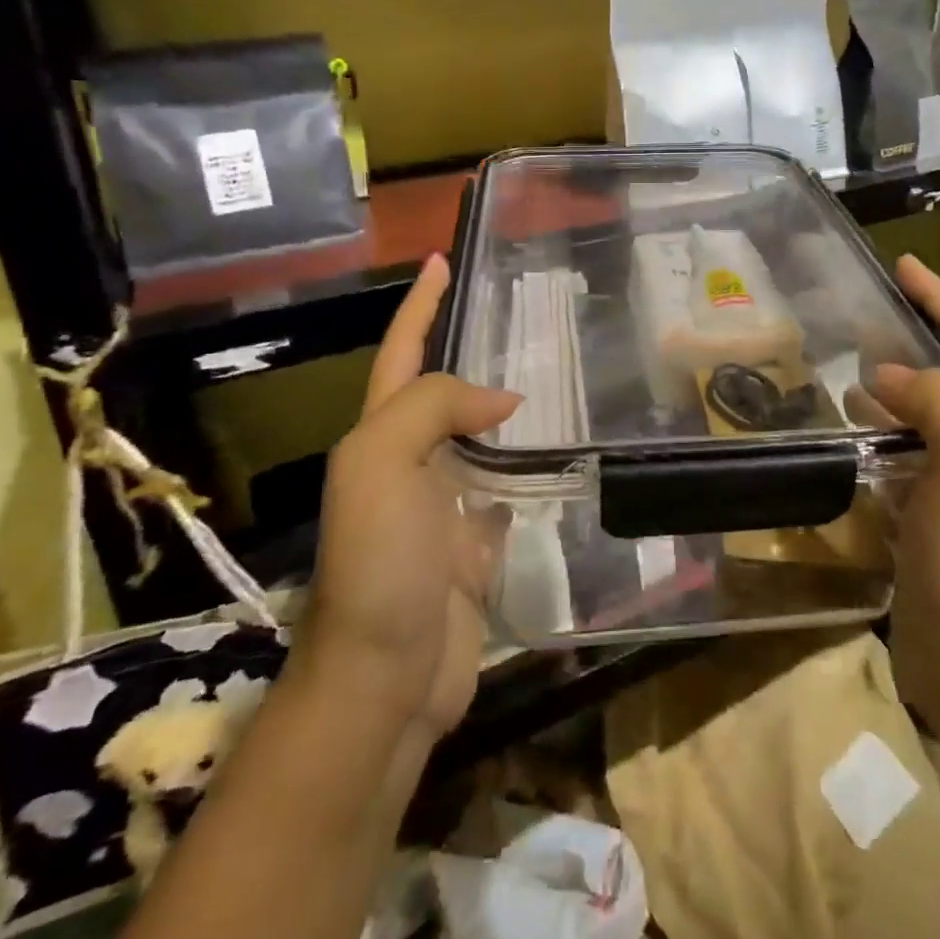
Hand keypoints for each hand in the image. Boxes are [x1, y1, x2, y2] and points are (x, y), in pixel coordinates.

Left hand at [300, 255, 518, 741]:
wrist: (386, 680)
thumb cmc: (379, 563)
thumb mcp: (382, 465)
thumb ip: (433, 409)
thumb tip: (505, 400)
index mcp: (381, 437)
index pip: (402, 353)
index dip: (420, 305)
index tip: (442, 258)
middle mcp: (411, 464)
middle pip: (443, 392)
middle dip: (471, 352)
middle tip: (521, 317)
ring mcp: (444, 508)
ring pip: (481, 441)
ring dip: (506, 410)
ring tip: (555, 374)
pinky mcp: (476, 547)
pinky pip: (507, 492)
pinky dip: (528, 471)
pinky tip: (560, 455)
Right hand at [869, 256, 939, 719]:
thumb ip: (936, 402)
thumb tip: (885, 375)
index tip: (903, 264)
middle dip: (912, 339)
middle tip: (859, 319)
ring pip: (914, 416)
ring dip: (884, 389)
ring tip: (835, 374)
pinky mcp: (921, 517)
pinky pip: (893, 458)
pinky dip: (868, 438)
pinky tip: (838, 438)